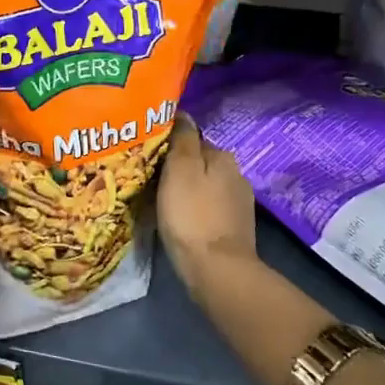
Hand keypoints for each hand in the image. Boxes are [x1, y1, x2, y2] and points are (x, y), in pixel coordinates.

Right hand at [157, 115, 256, 301]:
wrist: (217, 271)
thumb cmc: (192, 215)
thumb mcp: (179, 169)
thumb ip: (182, 138)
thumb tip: (182, 113)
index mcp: (222, 156)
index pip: (191, 137)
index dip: (168, 144)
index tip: (146, 152)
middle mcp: (235, 174)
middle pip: (198, 162)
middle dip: (177, 167)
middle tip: (147, 177)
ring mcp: (238, 203)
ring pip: (204, 186)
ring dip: (186, 189)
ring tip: (159, 199)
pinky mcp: (234, 228)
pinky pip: (207, 208)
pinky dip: (194, 209)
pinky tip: (179, 219)